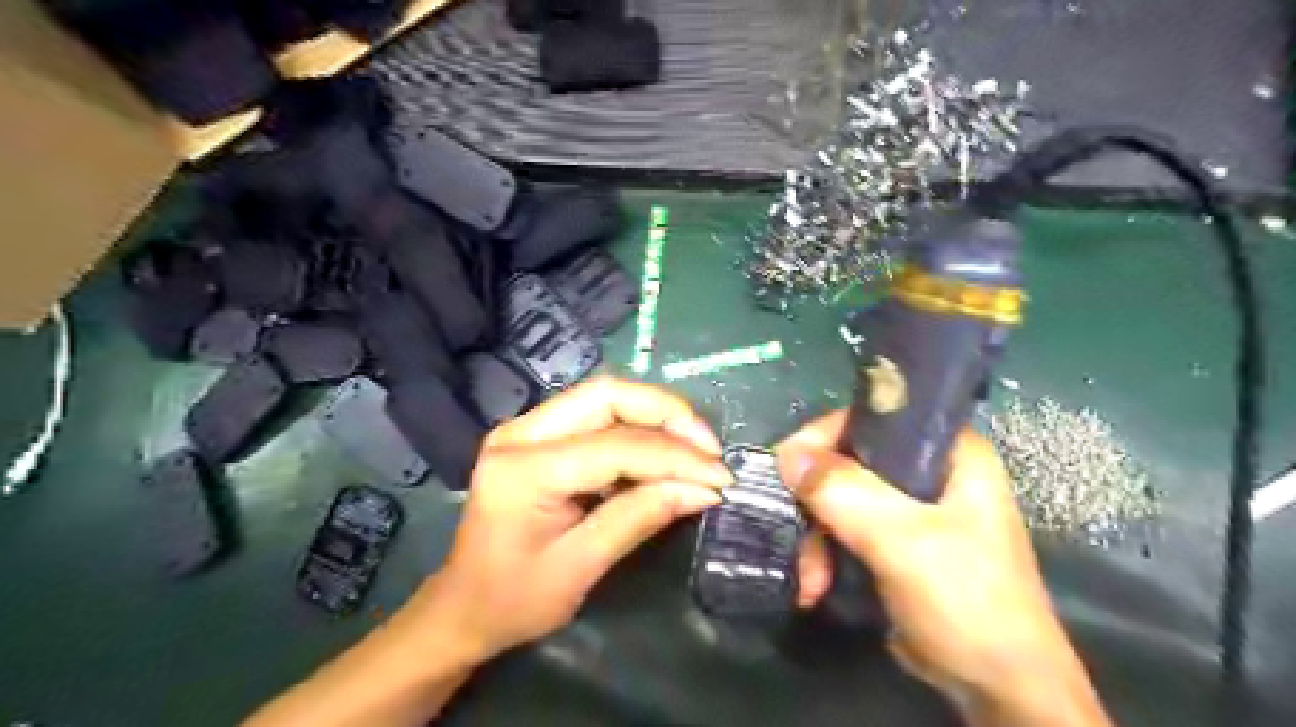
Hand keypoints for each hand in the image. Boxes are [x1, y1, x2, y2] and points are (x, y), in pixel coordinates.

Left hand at [424, 378, 727, 662]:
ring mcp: (525, 428)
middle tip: (709, 448)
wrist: (461, 607)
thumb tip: (703, 489)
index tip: (720, 476)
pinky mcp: (537, 435)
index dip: (675, 456)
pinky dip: (637, 429)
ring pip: (605, 398)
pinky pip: (596, 416)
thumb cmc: (513, 600)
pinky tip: (663, 453)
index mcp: (524, 469)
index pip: (615, 446)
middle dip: (668, 415)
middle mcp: (520, 432)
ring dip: (656, 417)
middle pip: (608, 395)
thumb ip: (639, 517)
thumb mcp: (580, 567)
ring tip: (696, 449)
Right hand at [772, 411, 1108, 722]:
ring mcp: (912, 509)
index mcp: (950, 452)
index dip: (827, 436)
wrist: (998, 690)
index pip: (875, 418)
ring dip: (816, 539)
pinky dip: (825, 556)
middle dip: (816, 503)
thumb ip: (844, 493)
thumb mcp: (903, 541)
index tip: (789, 467)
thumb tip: (786, 454)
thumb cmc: (967, 602)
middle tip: (796, 533)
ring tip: (810, 580)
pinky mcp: (896, 543)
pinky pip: (845, 530)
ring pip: (841, 499)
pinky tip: (816, 586)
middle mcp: (929, 471)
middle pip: (849, 462)